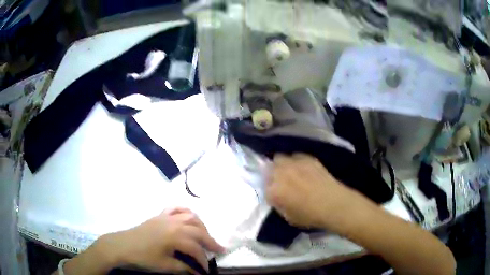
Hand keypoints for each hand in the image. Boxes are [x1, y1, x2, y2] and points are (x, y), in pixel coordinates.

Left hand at [100, 208, 223, 273]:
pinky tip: (189, 217)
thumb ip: (184, 267)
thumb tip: (198, 272)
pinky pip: (176, 208)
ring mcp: (167, 217)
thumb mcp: (165, 265)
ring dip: (201, 226)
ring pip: (191, 217)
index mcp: (175, 236)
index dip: (203, 260)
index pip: (196, 248)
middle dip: (210, 241)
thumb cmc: (143, 256)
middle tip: (219, 249)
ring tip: (206, 236)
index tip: (206, 270)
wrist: (123, 245)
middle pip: (198, 231)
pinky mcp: (160, 215)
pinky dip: (185, 211)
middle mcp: (174, 223)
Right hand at [266, 153, 373, 231]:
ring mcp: (294, 164)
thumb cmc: (310, 215)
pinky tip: (303, 169)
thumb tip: (278, 197)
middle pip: (269, 168)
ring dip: (282, 165)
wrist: (333, 203)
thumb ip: (279, 205)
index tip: (276, 194)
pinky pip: (296, 156)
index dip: (270, 191)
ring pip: (280, 158)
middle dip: (272, 174)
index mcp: (274, 191)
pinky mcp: (307, 158)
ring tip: (290, 172)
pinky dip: (296, 161)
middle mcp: (280, 174)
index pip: (264, 187)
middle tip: (280, 182)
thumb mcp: (288, 217)